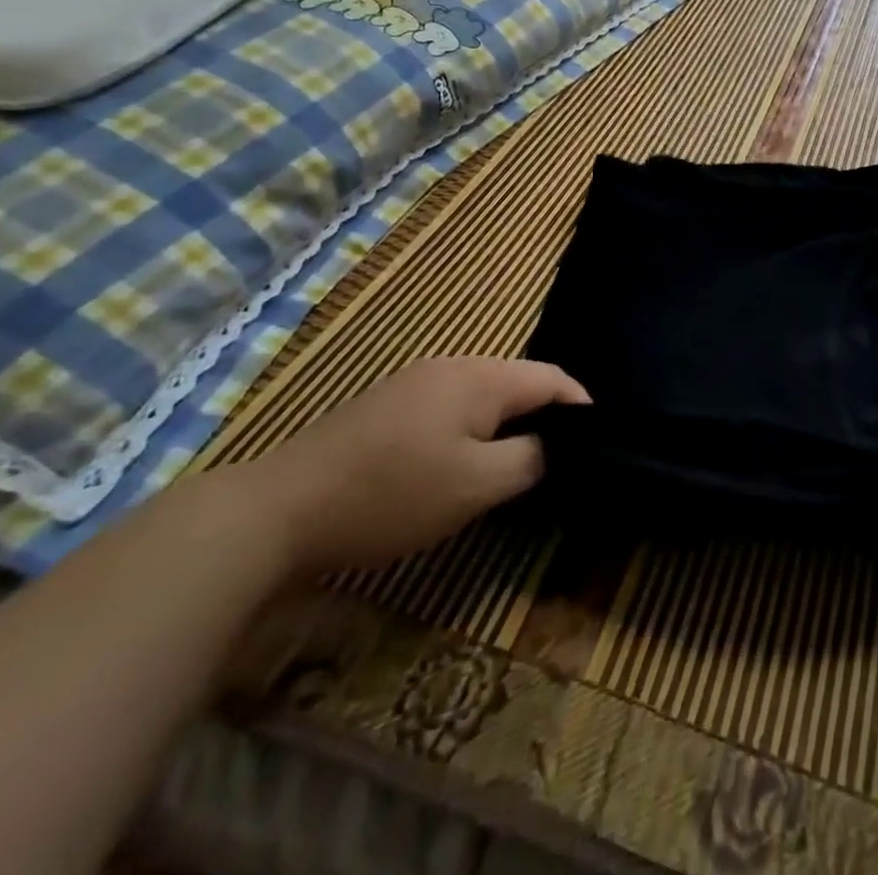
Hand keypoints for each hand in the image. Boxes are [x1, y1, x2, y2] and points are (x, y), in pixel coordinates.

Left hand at [225, 357, 589, 575]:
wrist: (276, 512)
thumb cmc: (391, 494)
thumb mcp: (476, 484)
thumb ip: (532, 459)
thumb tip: (557, 445)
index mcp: (480, 376)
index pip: (552, 378)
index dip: (582, 408)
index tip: (601, 445)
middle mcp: (452, 366)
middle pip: (519, 384)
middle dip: (546, 419)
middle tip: (563, 463)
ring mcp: (416, 384)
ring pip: (485, 399)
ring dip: (509, 428)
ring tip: (522, 468)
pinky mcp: (389, 408)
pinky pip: (453, 411)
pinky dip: (474, 433)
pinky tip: (466, 466)